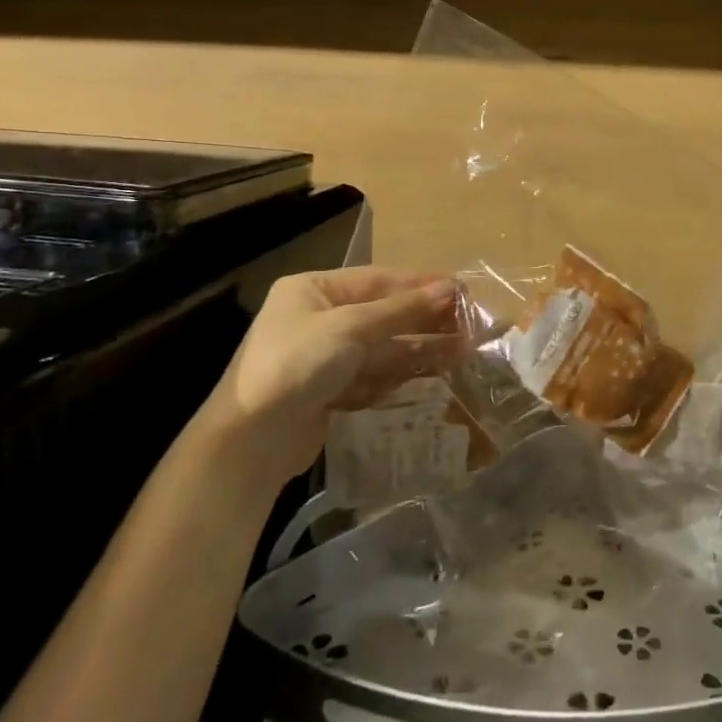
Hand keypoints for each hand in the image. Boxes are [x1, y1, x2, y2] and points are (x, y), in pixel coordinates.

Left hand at [204, 267, 458, 483]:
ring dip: (423, 346)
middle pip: (385, 313)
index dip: (421, 284)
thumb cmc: (296, 364)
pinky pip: (378, 374)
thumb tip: (451, 289)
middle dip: (426, 318)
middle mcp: (320, 318)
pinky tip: (437, 371)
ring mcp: (327, 357)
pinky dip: (405, 372)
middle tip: (471, 321)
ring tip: (466, 348)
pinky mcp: (334, 391)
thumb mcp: (351, 327)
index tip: (462, 289)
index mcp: (314, 290)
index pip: (379, 279)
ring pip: (385, 346)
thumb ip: (402, 310)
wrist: (250, 442)